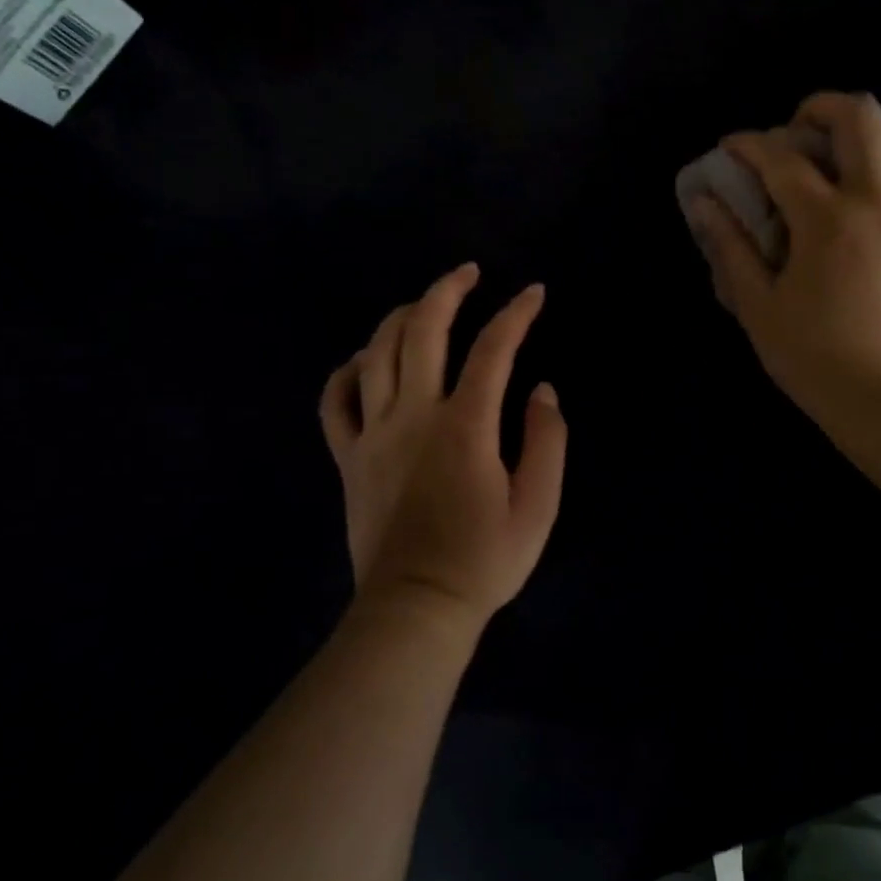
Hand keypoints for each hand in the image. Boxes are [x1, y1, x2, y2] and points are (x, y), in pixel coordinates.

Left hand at [319, 265, 566, 625]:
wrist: (416, 608)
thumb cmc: (484, 561)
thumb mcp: (538, 506)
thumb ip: (546, 440)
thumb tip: (541, 390)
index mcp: (465, 426)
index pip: (493, 350)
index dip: (516, 314)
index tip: (534, 293)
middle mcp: (414, 415)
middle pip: (423, 330)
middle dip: (448, 290)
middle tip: (469, 273)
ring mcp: (373, 433)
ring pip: (377, 352)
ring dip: (401, 317)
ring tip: (424, 306)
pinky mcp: (349, 457)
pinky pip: (334, 400)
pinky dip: (347, 370)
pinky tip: (365, 360)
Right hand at [687, 92, 880, 429]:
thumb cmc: (813, 357)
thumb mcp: (757, 306)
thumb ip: (730, 248)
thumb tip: (704, 203)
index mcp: (825, 220)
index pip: (780, 158)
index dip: (748, 143)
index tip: (731, 147)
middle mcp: (878, 202)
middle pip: (860, 118)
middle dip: (821, 107)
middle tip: (799, 127)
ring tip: (857, 159)